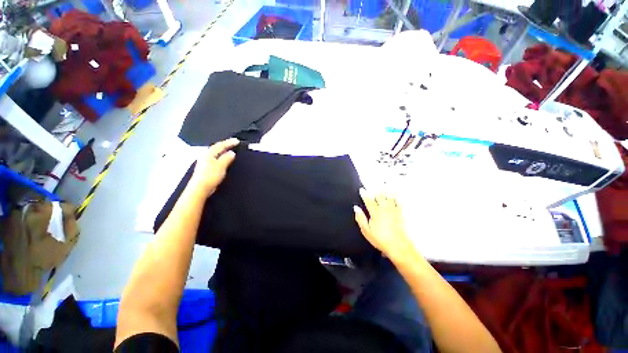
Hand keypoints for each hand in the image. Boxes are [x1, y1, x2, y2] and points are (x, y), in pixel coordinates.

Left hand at [189, 138, 238, 196]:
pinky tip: (224, 159)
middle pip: (216, 148)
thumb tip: (232, 153)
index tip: (237, 140)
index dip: (229, 142)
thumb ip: (227, 158)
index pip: (220, 145)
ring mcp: (205, 162)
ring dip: (223, 151)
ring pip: (215, 153)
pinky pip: (215, 158)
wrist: (200, 188)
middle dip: (225, 145)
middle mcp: (206, 156)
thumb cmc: (210, 176)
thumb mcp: (221, 166)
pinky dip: (221, 156)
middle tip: (233, 143)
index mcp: (209, 154)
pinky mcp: (206, 168)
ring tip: (230, 150)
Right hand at [354, 188, 414, 258]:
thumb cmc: (380, 239)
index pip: (368, 200)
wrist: (398, 246)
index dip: (364, 194)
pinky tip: (396, 194)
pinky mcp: (400, 214)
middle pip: (379, 196)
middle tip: (374, 183)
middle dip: (376, 189)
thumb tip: (356, 208)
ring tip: (385, 183)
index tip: (362, 189)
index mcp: (375, 212)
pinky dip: (396, 197)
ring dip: (386, 190)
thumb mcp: (366, 230)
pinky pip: (398, 203)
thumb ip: (361, 218)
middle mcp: (384, 208)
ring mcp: (393, 210)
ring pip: (389, 197)